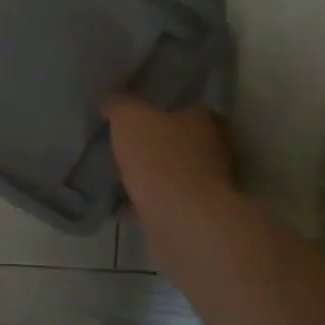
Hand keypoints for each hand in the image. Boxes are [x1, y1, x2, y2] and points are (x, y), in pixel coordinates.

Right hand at [105, 97, 237, 222]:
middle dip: (153, 146)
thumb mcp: (130, 119)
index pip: (187, 108)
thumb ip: (120, 106)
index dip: (162, 110)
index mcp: (204, 122)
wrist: (183, 223)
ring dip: (148, 177)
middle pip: (179, 143)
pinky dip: (142, 204)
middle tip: (122, 145)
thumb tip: (111, 101)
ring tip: (115, 176)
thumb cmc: (161, 160)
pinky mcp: (192, 218)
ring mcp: (205, 188)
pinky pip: (161, 204)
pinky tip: (117, 206)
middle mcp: (212, 152)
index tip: (136, 115)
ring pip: (170, 175)